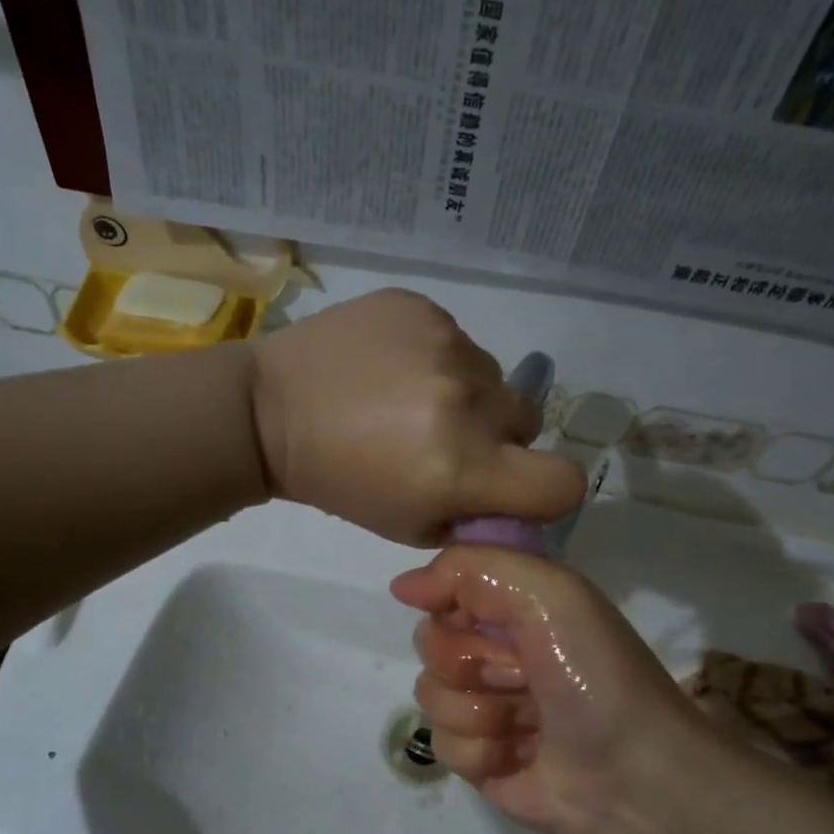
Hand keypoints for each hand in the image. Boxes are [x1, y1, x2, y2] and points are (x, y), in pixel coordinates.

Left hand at [249, 289, 584, 545]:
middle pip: (528, 421)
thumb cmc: (339, 483)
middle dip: (500, 438)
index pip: (561, 482)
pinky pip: (458, 340)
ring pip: (493, 378)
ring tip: (409, 401)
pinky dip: (437, 359)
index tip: (515, 486)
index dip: (546, 492)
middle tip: (446, 441)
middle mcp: (467, 401)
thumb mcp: (410, 526)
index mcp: (463, 467)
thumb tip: (511, 503)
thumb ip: (473, 518)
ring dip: (467, 395)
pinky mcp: (422, 308)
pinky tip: (391, 369)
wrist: (271, 411)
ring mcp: (446, 345)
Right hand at [390, 545, 716, 833]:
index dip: (455, 608)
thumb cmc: (595, 676)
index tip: (482, 622)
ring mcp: (486, 705)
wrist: (632, 778)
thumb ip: (471, 569)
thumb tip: (401, 587)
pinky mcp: (479, 756)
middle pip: (429, 643)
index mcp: (517, 606)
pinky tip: (521, 757)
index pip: (444, 590)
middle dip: (470, 663)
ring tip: (529, 723)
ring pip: (430, 695)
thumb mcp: (550, 594)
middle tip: (523, 677)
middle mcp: (498, 650)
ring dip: (480, 711)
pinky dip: (481, 752)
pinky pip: (441, 743)